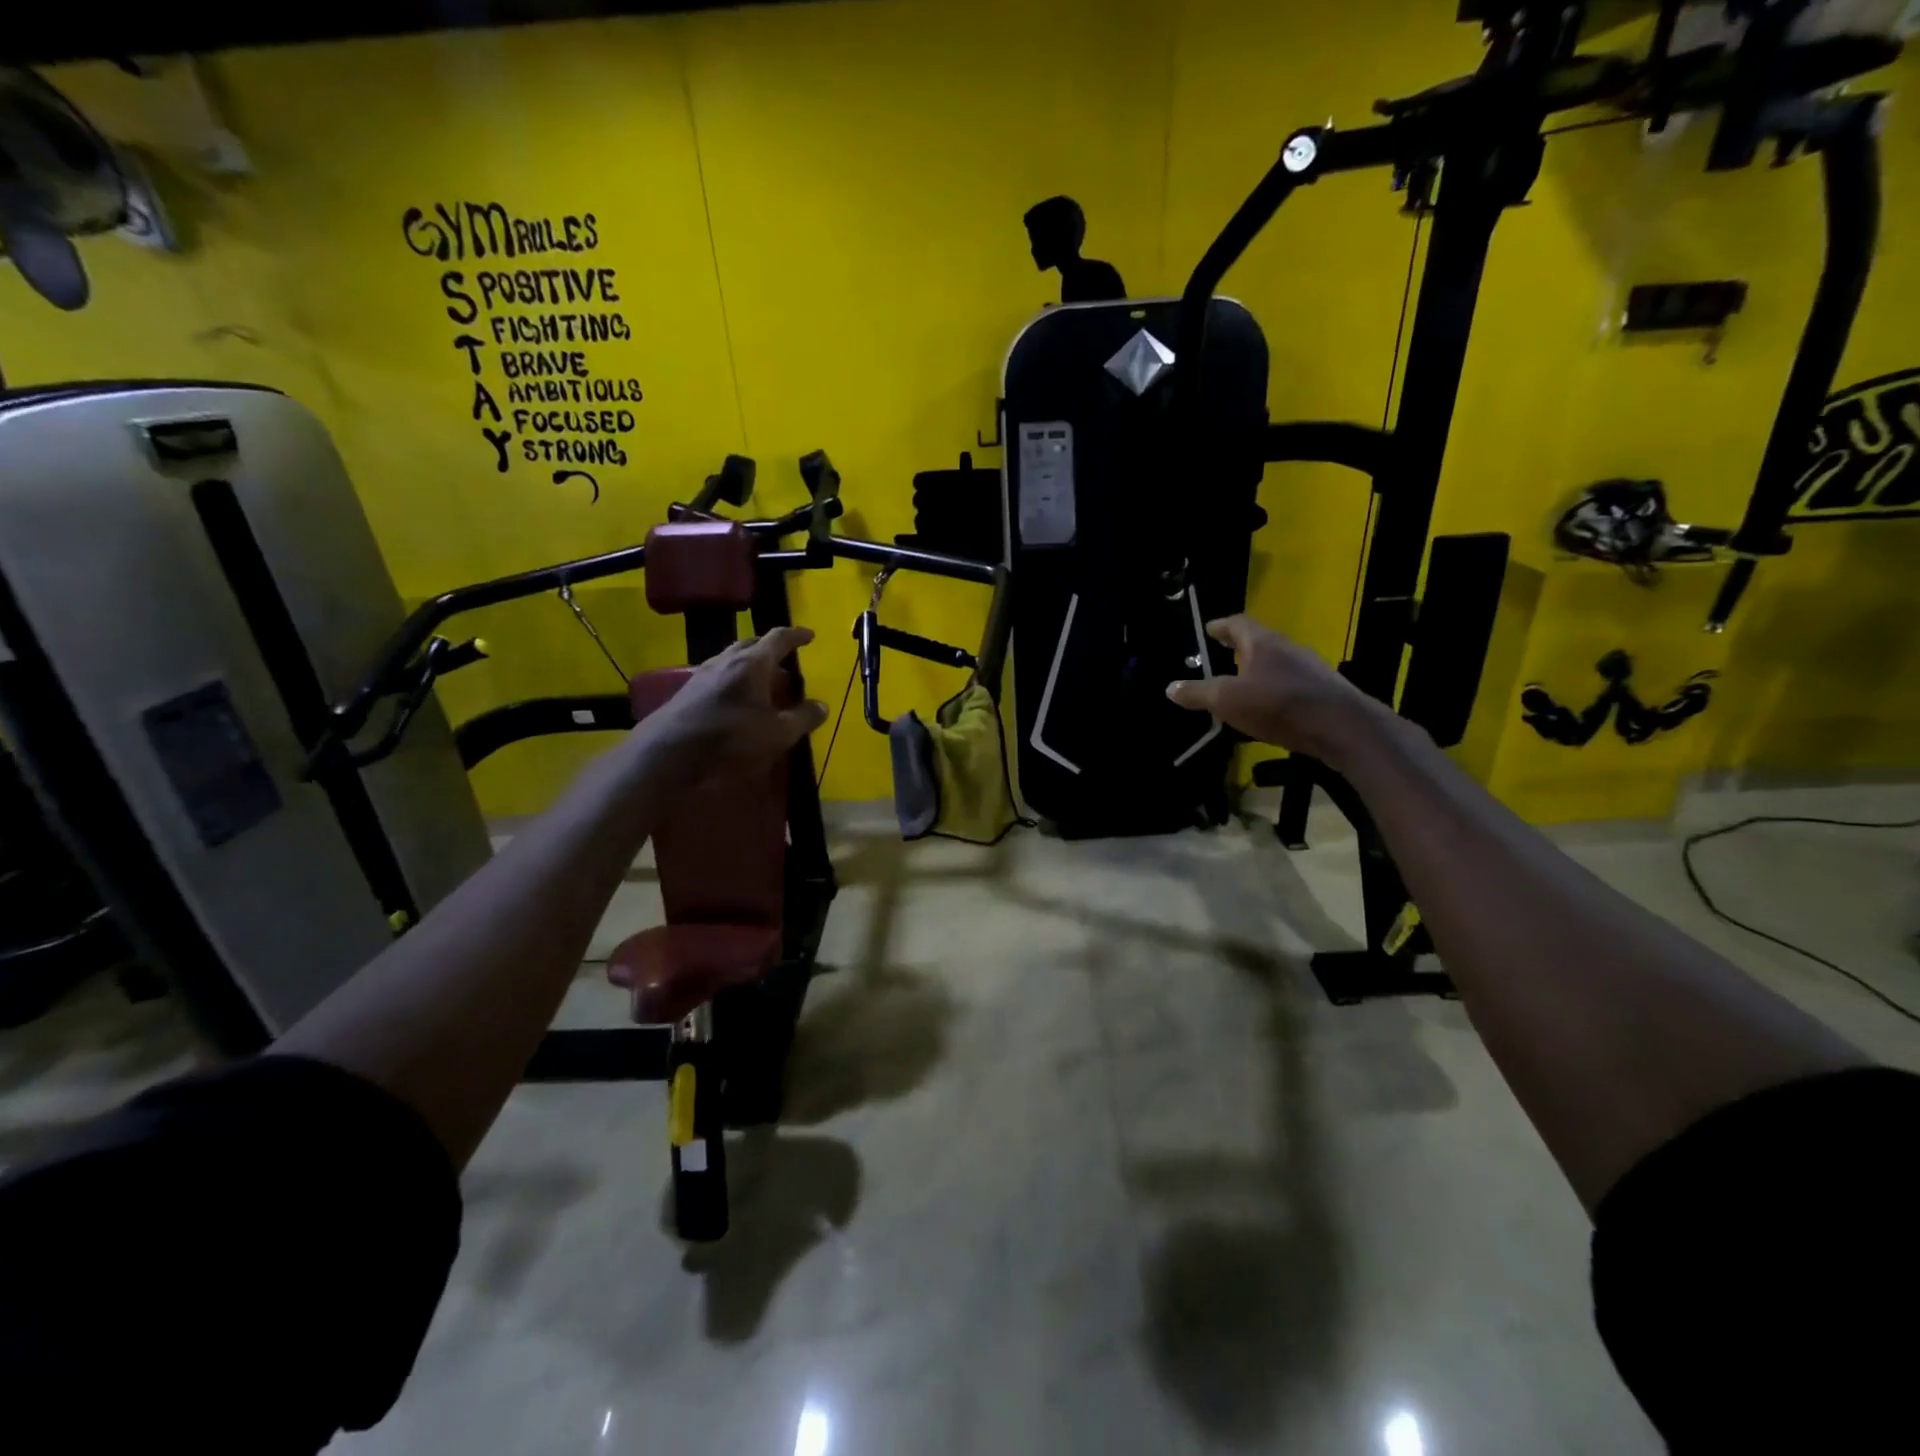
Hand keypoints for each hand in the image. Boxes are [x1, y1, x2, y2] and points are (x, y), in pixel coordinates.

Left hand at [641, 627, 828, 776]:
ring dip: (751, 664)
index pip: (779, 638)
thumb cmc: (730, 738)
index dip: (796, 636)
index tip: (809, 635)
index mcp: (753, 663)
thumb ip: (803, 718)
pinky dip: (734, 679)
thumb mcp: (777, 733)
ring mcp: (703, 674)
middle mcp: (727, 660)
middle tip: (786, 660)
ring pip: (732, 659)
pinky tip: (736, 698)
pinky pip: (718, 675)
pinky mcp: (688, 692)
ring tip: (763, 680)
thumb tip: (822, 705)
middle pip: (752, 644)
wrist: (668, 753)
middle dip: (771, 648)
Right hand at [1165, 615, 1376, 761]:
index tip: (1208, 629)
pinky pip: (1289, 686)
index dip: (1220, 626)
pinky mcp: (1322, 693)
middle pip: (1259, 642)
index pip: (1238, 623)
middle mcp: (1288, 649)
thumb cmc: (1279, 705)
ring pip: (1276, 664)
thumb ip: (1199, 693)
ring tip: (1239, 687)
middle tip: (1220, 657)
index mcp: (1263, 642)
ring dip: (1257, 672)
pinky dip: (1272, 692)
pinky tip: (1266, 711)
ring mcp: (1309, 670)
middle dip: (1238, 649)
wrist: (1343, 729)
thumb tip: (1170, 687)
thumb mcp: (1228, 701)